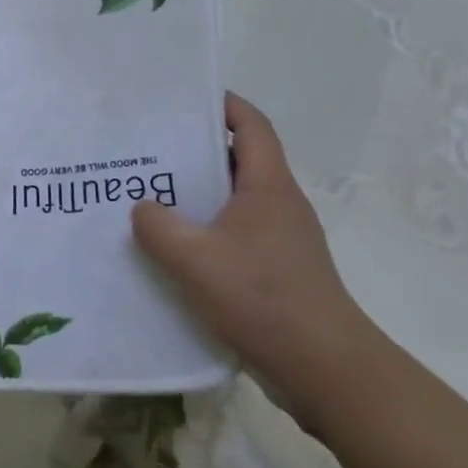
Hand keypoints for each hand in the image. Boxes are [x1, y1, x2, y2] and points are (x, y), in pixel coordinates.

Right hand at [132, 93, 380, 420]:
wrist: (325, 370)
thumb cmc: (263, 298)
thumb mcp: (195, 259)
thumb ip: (158, 227)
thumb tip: (142, 207)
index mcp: (268, 186)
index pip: (251, 126)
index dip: (222, 104)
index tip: (183, 98)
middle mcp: (278, 205)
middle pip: (237, 161)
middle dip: (193, 152)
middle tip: (146, 152)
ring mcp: (280, 240)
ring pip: (232, 202)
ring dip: (195, 197)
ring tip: (147, 199)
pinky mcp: (275, 271)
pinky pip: (233, 236)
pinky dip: (203, 233)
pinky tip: (170, 251)